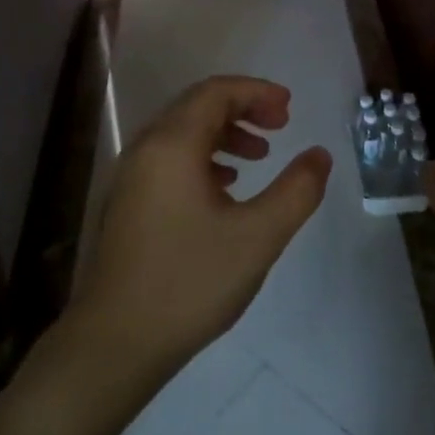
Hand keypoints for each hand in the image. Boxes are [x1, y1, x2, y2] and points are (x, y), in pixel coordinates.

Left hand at [68, 76, 329, 387]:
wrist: (115, 342)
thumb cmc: (189, 283)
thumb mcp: (257, 237)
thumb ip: (296, 191)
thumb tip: (319, 155)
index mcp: (172, 145)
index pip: (216, 93)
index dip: (256, 92)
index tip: (289, 108)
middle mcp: (146, 148)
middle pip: (197, 106)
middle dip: (242, 108)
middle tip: (281, 126)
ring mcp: (131, 176)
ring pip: (182, 133)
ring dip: (224, 134)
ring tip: (259, 156)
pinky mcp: (127, 202)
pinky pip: (170, 158)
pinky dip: (203, 157)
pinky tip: (225, 188)